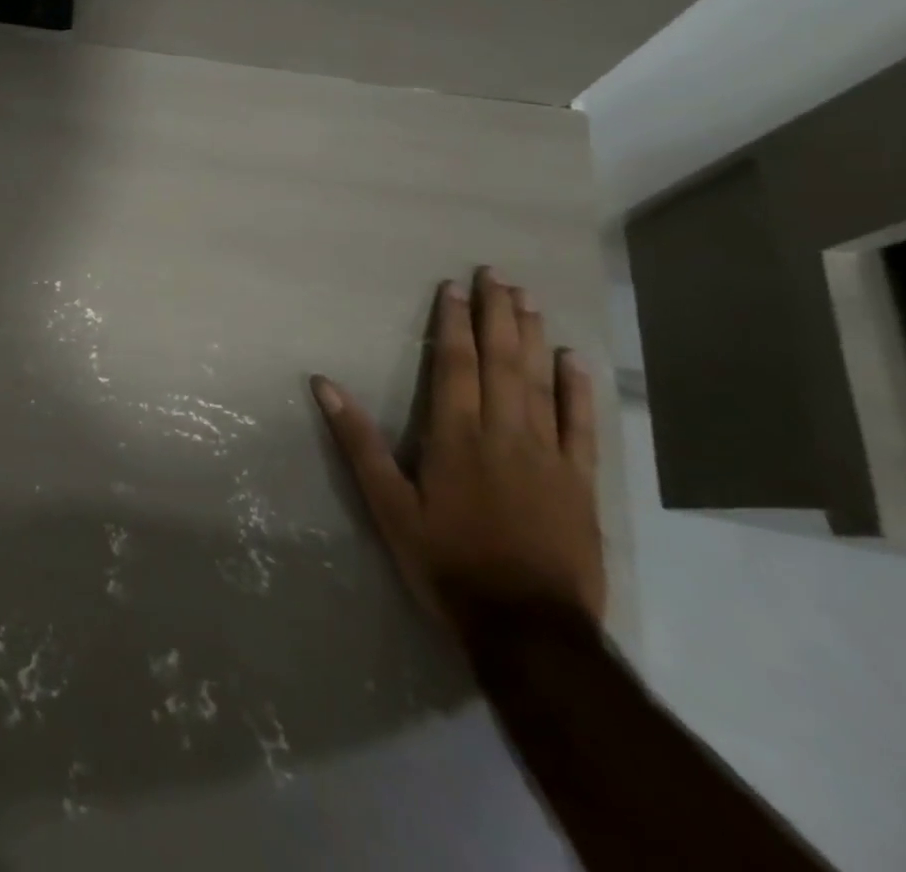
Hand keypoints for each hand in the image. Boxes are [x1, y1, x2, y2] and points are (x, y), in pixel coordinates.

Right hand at [314, 267, 604, 632]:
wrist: (529, 631)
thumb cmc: (447, 564)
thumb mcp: (388, 506)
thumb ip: (358, 442)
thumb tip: (324, 384)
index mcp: (456, 437)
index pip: (455, 365)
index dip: (453, 323)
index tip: (453, 287)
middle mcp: (505, 434)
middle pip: (501, 362)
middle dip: (497, 314)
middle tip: (497, 274)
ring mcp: (549, 456)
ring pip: (541, 383)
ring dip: (533, 337)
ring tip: (528, 299)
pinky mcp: (580, 483)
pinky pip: (581, 426)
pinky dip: (578, 390)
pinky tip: (574, 361)